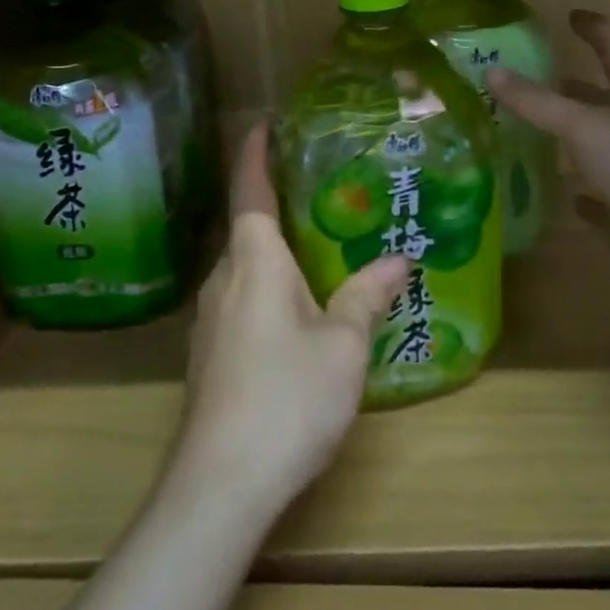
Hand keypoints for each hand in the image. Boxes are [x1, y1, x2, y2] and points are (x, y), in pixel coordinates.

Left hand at [175, 123, 408, 519]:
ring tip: (319, 246)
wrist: (219, 484)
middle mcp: (224, 278)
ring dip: (276, 250)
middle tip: (322, 189)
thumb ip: (367, 295)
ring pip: (246, 267)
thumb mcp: (343, 344)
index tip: (264, 124)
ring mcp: (210, 318)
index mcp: (254, 260)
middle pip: (248, 227)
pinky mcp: (210, 354)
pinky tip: (299, 310)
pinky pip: (242, 298)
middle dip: (277, 203)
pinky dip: (270, 286)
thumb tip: (399, 259)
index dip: (256, 153)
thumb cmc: (287, 397)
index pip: (249, 189)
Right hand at [488, 10, 609, 229]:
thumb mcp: (583, 124)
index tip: (572, 15)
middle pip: (604, 101)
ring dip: (573, 142)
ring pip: (600, 148)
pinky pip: (604, 198)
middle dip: (573, 90)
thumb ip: (536, 101)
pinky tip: (565, 196)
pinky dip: (585, 194)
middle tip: (532, 83)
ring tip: (532, 135)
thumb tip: (490, 71)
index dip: (594, 31)